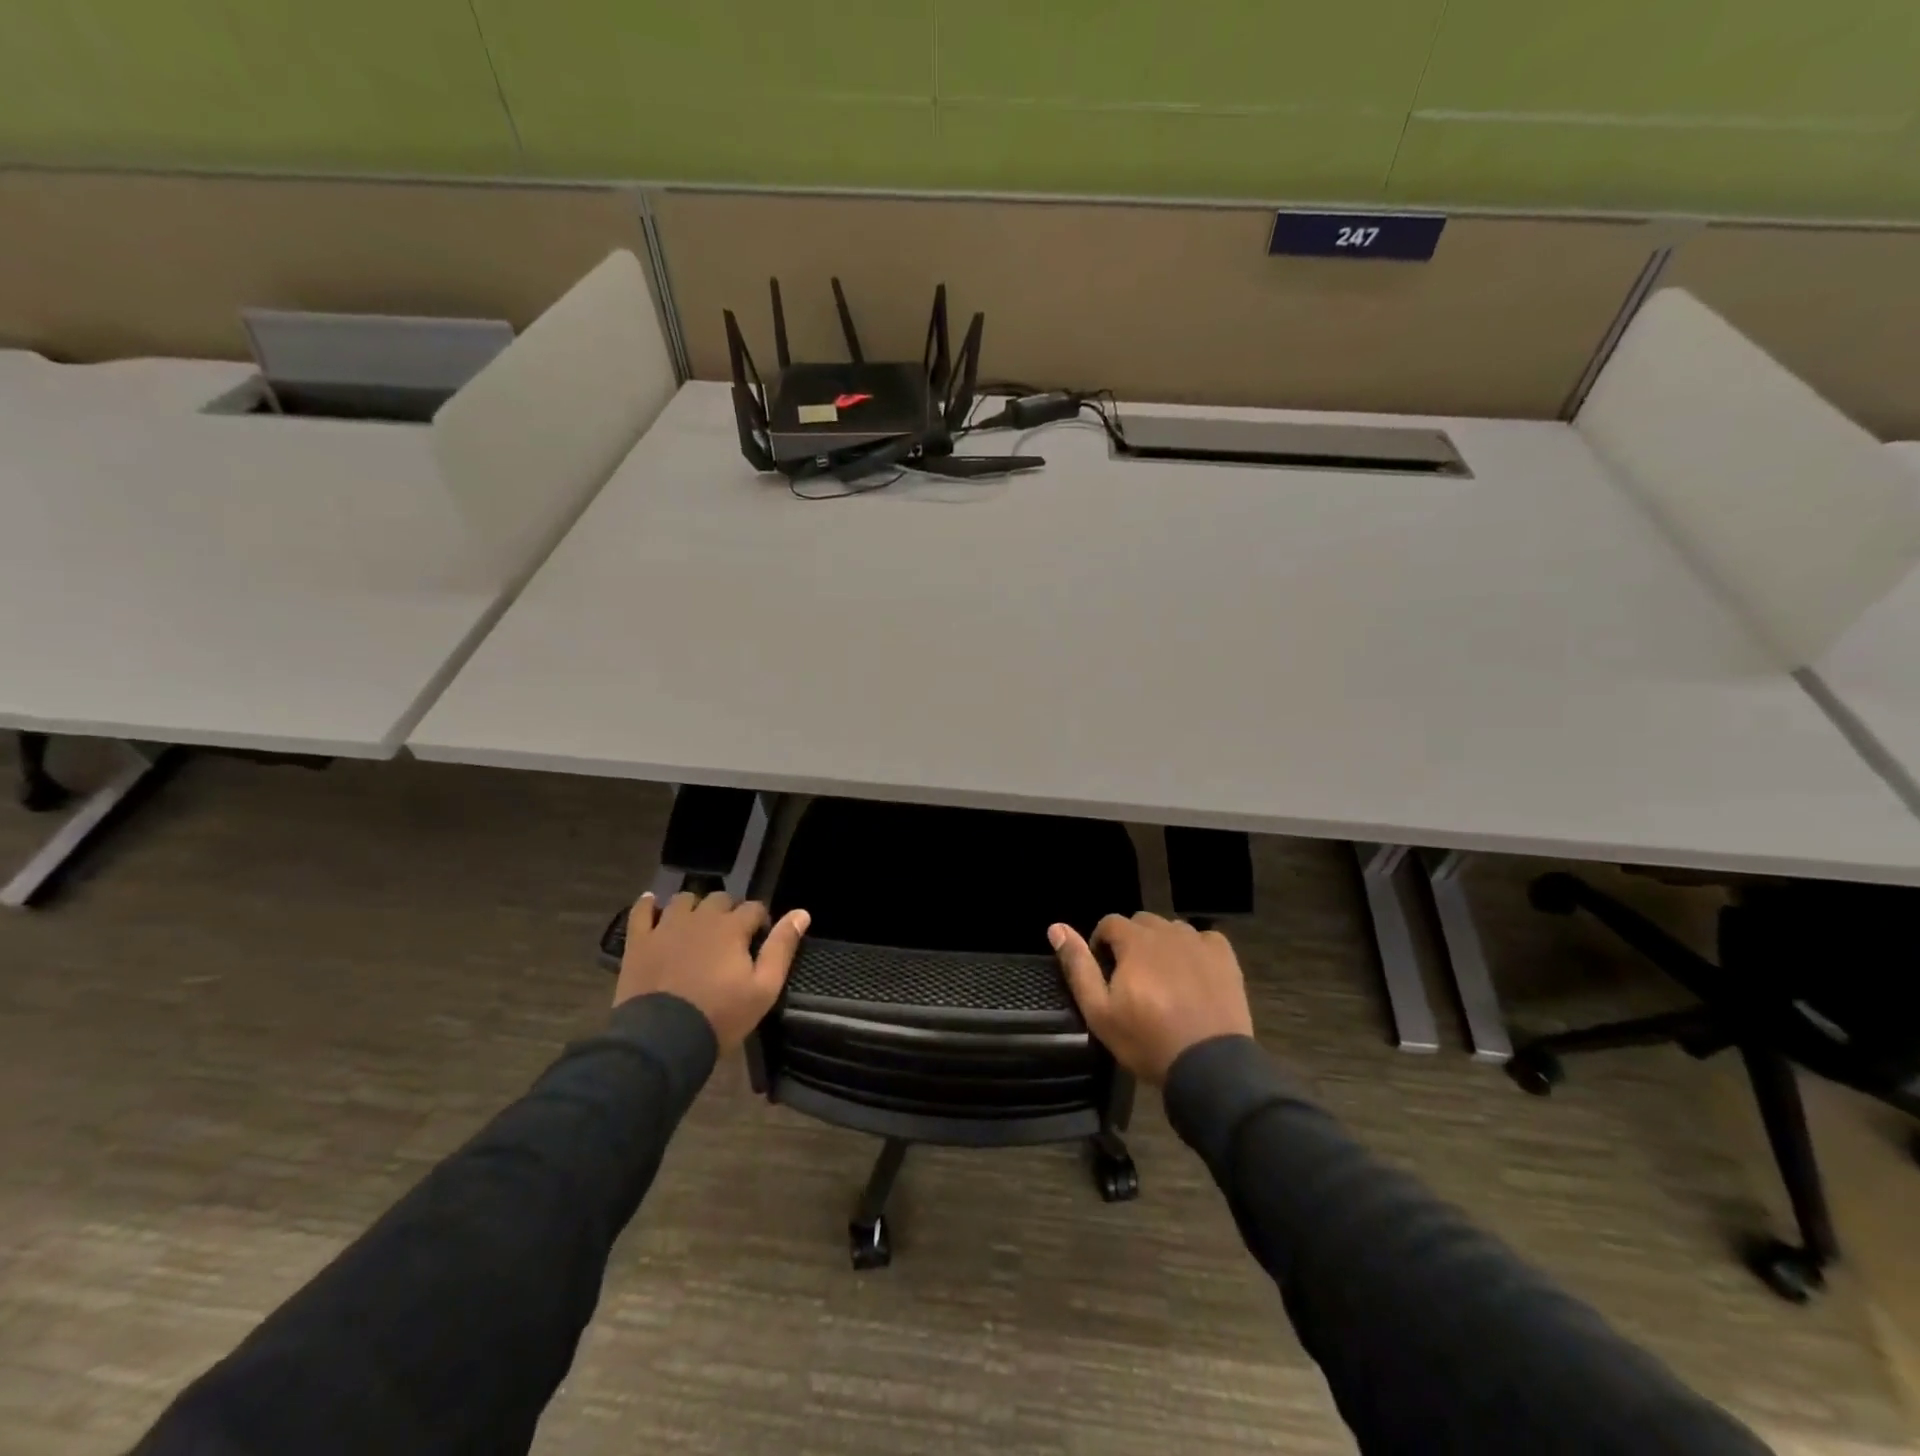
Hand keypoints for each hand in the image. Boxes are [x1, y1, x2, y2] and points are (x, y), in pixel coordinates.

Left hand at [615, 891, 809, 1051]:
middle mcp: (701, 918)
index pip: (754, 908)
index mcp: (732, 927)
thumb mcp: (764, 989)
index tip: (759, 940)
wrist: (661, 1041)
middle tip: (729, 938)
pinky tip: (653, 904)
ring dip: (694, 908)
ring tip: (696, 927)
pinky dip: (648, 905)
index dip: (760, 921)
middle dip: (729, 912)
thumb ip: (782, 947)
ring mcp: (666, 927)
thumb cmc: (719, 1016)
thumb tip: (802, 913)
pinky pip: (641, 911)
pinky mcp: (639, 942)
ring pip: (684, 900)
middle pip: (720, 899)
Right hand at [1050, 913, 1253, 1083]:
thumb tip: (1056, 927)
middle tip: (1132, 979)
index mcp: (1135, 941)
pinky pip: (1203, 940)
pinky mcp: (1225, 958)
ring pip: (1172, 930)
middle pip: (1141, 923)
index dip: (1101, 944)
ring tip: (1163, 979)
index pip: (1109, 922)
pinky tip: (1193, 975)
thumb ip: (1078, 966)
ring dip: (1162, 945)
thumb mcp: (1100, 1011)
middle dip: (1131, 943)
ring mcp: (1199, 942)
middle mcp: (1167, 931)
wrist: (1211, 1066)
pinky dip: (1194, 950)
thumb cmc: (1148, 1040)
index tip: (1105, 973)